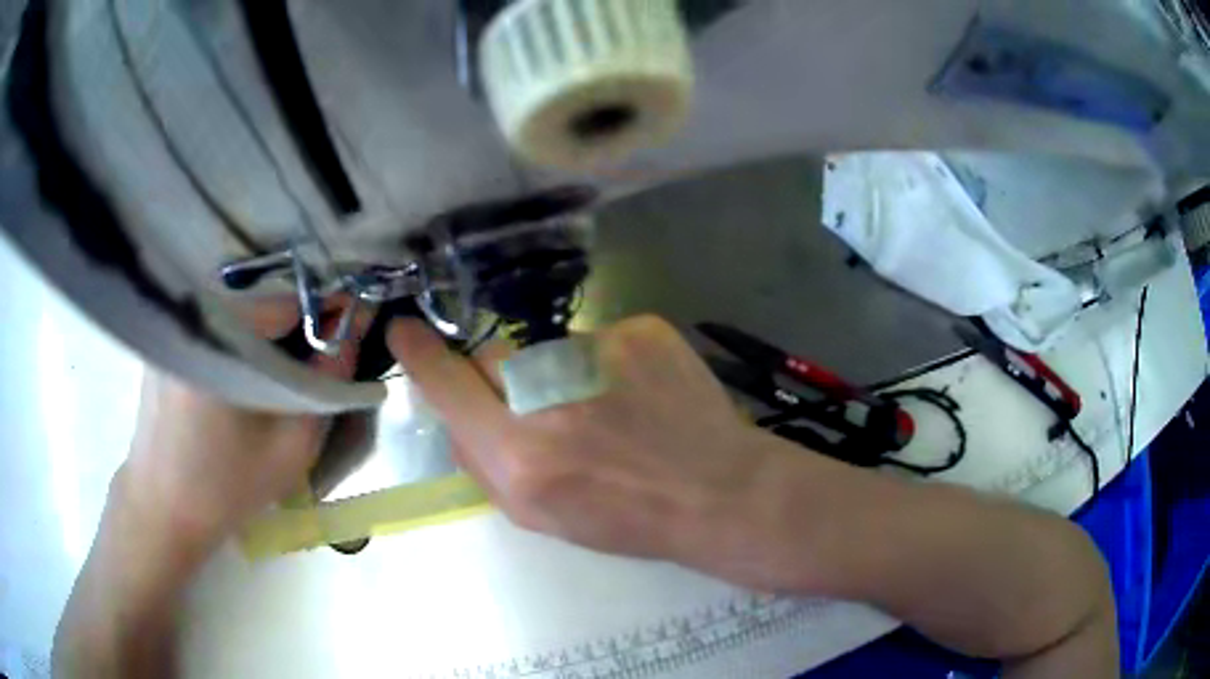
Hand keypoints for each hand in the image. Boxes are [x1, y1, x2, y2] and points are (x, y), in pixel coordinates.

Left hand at [116, 297, 365, 558]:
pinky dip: (242, 325)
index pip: (289, 294)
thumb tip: (356, 324)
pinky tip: (247, 360)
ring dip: (270, 317)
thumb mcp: (293, 445)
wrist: (162, 507)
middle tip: (323, 345)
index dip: (329, 302)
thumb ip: (331, 380)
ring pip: (240, 297)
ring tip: (288, 353)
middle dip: (301, 309)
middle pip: (263, 288)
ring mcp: (175, 317)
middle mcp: (193, 312)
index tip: (356, 320)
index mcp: (221, 337)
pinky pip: (216, 310)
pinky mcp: (167, 330)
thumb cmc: (228, 486)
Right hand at [387, 315, 802, 580]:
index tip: (404, 331)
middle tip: (549, 410)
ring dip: (560, 374)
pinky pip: (597, 338)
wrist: (717, 491)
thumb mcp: (537, 516)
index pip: (446, 384)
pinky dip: (606, 363)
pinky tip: (641, 394)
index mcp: (520, 456)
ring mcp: (598, 353)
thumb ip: (482, 463)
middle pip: (494, 357)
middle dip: (504, 379)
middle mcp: (550, 397)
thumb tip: (455, 412)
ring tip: (609, 409)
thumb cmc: (625, 518)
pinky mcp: (639, 330)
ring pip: (547, 348)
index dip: (420, 356)